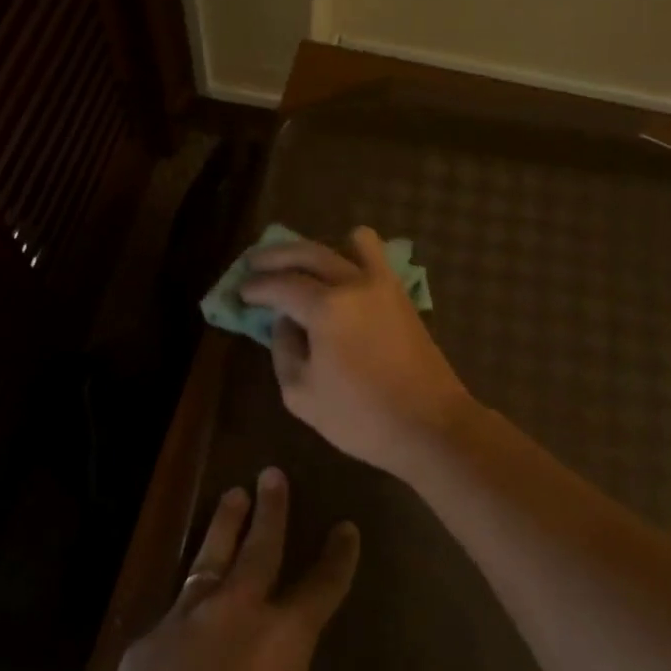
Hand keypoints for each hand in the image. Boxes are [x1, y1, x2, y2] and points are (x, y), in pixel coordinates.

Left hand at [84, 467, 365, 670]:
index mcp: (283, 639)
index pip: (321, 586)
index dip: (337, 556)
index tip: (346, 528)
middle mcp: (238, 611)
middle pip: (261, 547)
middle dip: (272, 509)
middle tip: (273, 473)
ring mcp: (189, 616)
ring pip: (212, 556)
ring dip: (225, 524)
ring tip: (232, 494)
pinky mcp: (150, 634)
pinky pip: (176, 606)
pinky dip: (188, 597)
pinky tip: (186, 604)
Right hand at [241, 227, 472, 476]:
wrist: (430, 426)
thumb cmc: (360, 418)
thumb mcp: (301, 394)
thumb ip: (283, 349)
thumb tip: (283, 321)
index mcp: (326, 308)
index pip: (280, 285)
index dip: (256, 287)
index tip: (240, 292)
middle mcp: (354, 284)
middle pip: (307, 253)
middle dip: (275, 256)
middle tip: (253, 263)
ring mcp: (382, 284)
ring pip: (346, 244)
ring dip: (314, 248)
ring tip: (296, 262)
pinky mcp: (401, 294)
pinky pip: (375, 255)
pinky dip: (354, 251)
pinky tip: (340, 266)